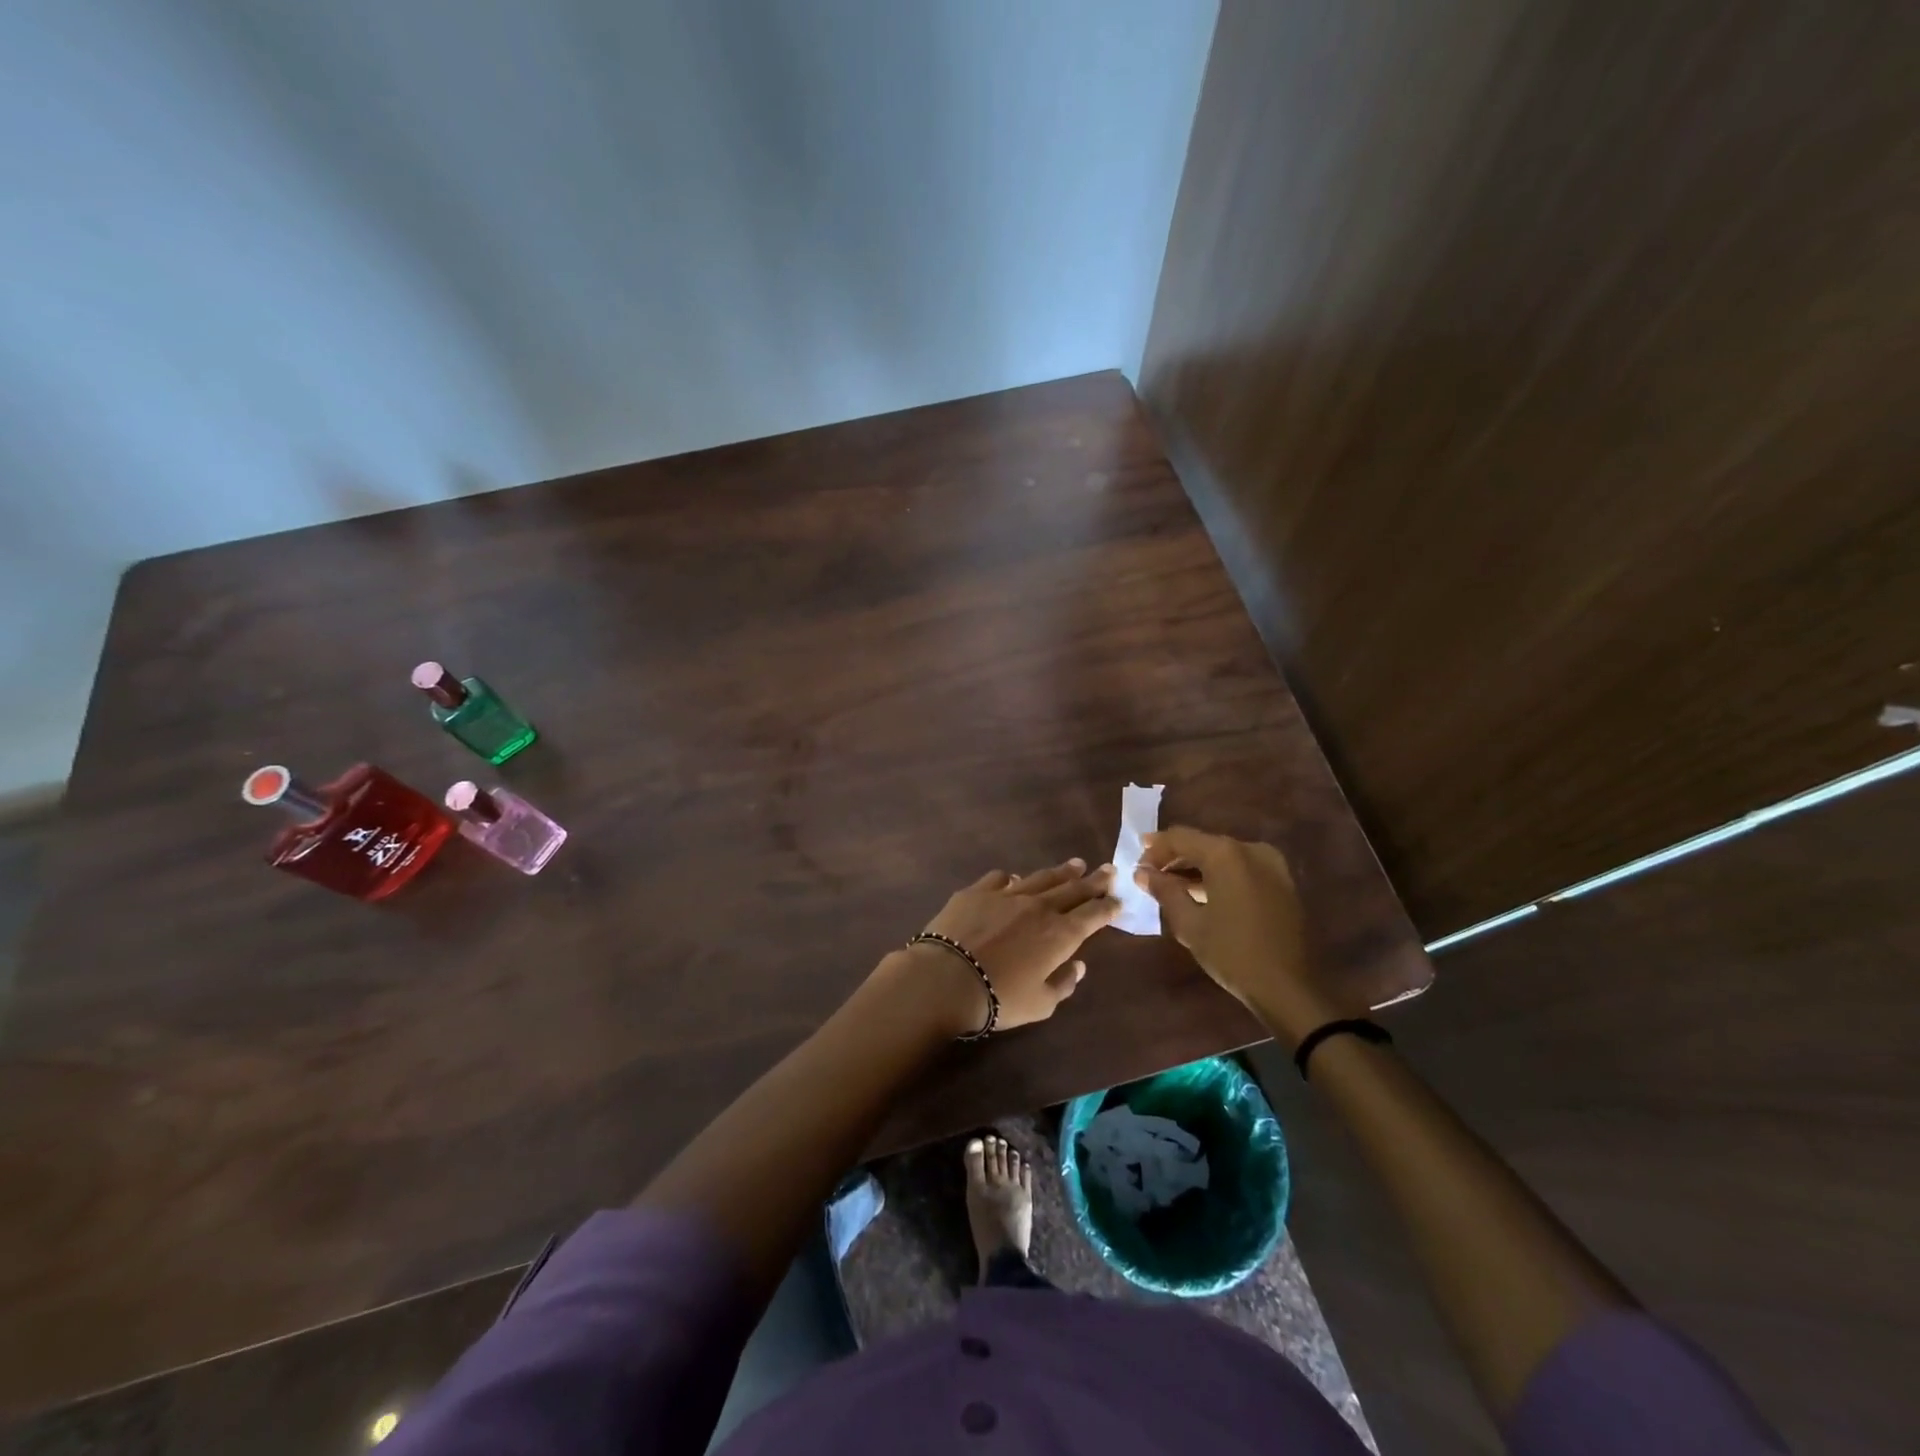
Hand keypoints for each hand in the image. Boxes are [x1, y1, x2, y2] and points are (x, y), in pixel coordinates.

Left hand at [887, 858, 1119, 1036]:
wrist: (947, 978)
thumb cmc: (999, 998)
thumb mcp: (1041, 1004)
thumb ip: (1064, 983)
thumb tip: (1079, 965)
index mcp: (1060, 935)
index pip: (1093, 915)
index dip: (1108, 907)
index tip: (1119, 899)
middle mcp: (1038, 907)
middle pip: (1073, 889)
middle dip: (1093, 881)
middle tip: (1108, 870)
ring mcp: (1007, 894)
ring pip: (1042, 878)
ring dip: (1061, 872)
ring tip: (1076, 865)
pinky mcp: (977, 891)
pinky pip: (1001, 878)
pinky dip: (1014, 878)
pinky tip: (1016, 879)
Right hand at [1133, 827, 1333, 1042]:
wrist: (1288, 988)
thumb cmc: (1231, 953)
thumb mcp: (1189, 923)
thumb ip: (1164, 891)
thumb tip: (1142, 873)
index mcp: (1226, 854)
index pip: (1180, 837)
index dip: (1155, 849)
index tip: (1137, 864)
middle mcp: (1250, 850)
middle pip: (1203, 843)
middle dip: (1175, 858)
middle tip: (1151, 876)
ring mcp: (1271, 865)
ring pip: (1223, 856)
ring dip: (1196, 867)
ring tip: (1172, 887)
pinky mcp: (1282, 882)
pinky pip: (1241, 869)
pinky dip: (1219, 876)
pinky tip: (1202, 894)